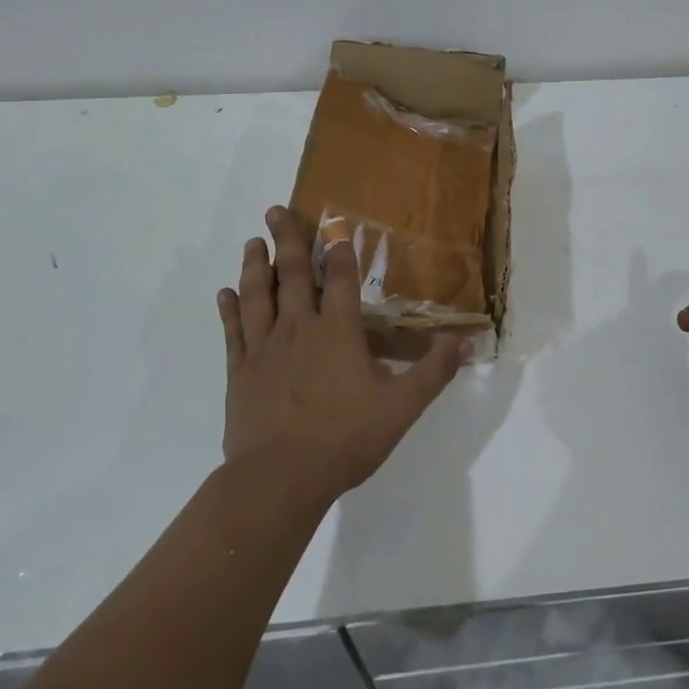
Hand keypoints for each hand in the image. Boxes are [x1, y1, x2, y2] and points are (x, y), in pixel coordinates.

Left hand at [217, 206, 467, 502]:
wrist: (280, 479)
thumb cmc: (344, 439)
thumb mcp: (401, 407)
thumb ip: (433, 371)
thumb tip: (465, 340)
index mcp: (338, 332)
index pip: (340, 279)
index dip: (339, 249)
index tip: (334, 223)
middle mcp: (298, 328)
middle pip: (292, 274)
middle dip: (287, 239)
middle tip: (275, 209)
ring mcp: (264, 348)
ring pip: (258, 295)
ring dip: (255, 266)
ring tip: (253, 240)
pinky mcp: (240, 372)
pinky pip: (233, 332)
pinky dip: (228, 310)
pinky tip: (223, 293)